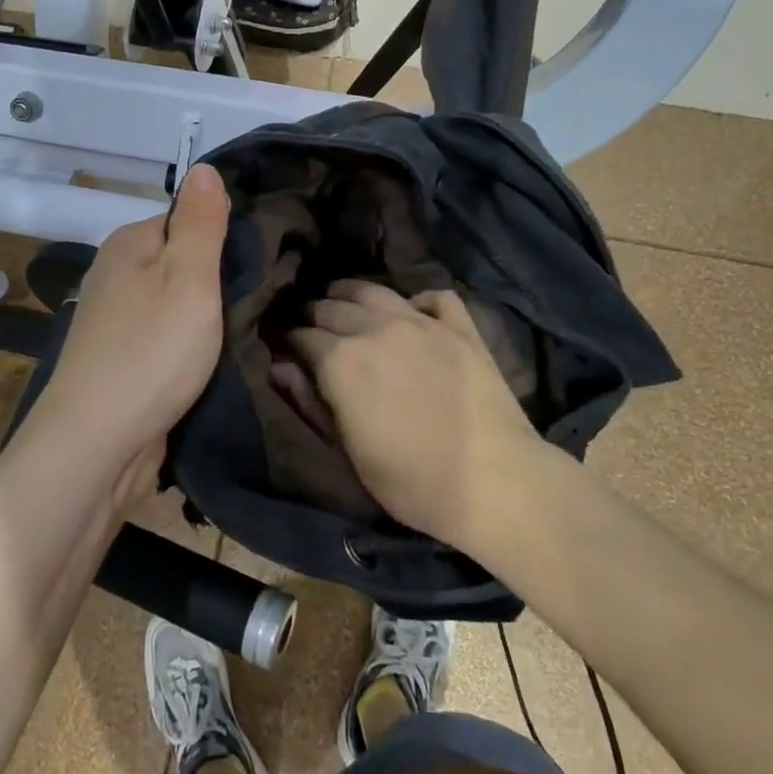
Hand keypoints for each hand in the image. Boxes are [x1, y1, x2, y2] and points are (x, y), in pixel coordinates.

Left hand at [29, 164, 230, 470]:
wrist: (96, 446)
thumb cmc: (150, 352)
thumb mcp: (189, 277)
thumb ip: (201, 222)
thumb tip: (203, 167)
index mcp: (129, 243)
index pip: (187, 219)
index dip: (224, 237)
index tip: (260, 262)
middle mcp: (116, 274)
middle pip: (181, 261)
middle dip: (218, 280)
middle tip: (262, 298)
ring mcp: (114, 320)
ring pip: (175, 303)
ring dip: (206, 318)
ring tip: (245, 330)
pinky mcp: (120, 360)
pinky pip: (165, 338)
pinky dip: (188, 347)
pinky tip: (213, 360)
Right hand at [286, 280, 540, 550]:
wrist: (495, 483)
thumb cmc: (412, 481)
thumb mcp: (349, 451)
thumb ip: (310, 401)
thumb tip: (278, 365)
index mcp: (342, 360)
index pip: (301, 336)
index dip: (288, 340)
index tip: (284, 347)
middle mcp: (375, 328)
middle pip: (331, 306)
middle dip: (313, 314)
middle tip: (309, 326)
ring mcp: (421, 322)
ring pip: (374, 290)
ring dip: (350, 293)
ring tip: (343, 300)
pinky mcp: (459, 327)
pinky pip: (434, 296)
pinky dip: (417, 300)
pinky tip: (412, 313)